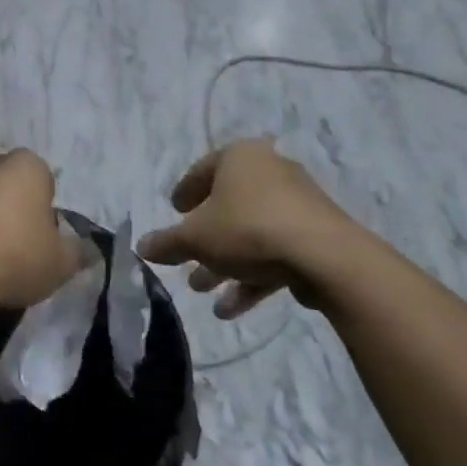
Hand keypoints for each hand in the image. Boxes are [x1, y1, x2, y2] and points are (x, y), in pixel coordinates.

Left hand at [0, 149, 82, 311]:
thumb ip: (77, 253)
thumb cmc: (15, 256)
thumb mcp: (61, 263)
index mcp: (26, 165)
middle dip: (11, 207)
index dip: (45, 210)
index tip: (42, 238)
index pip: (44, 179)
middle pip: (6, 183)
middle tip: (16, 246)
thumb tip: (88, 250)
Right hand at [137, 139, 366, 317]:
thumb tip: (141, 247)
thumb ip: (167, 242)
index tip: (174, 210)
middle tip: (185, 258)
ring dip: (224, 262)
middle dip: (204, 238)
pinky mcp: (316, 235)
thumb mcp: (195, 238)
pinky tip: (231, 308)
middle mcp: (271, 171)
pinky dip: (252, 275)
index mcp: (241, 157)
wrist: (325, 257)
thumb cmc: (248, 229)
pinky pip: (275, 251)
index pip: (203, 170)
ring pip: (250, 233)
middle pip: (228, 206)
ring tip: (201, 289)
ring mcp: (298, 204)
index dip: (185, 192)